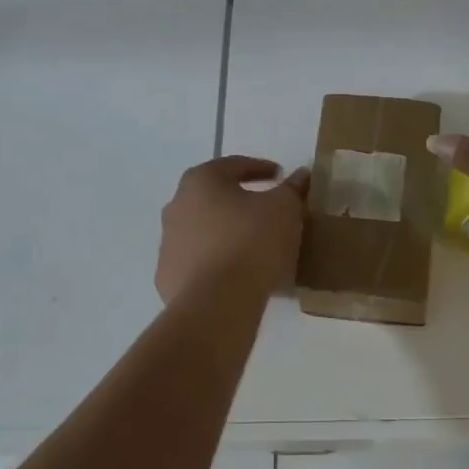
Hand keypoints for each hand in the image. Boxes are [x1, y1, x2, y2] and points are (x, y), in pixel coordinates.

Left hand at [156, 156, 309, 304]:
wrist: (217, 302)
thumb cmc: (252, 242)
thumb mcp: (284, 209)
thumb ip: (292, 189)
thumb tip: (300, 175)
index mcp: (202, 181)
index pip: (234, 165)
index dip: (261, 168)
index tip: (280, 175)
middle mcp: (177, 205)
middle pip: (214, 197)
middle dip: (239, 200)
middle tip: (265, 209)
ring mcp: (168, 243)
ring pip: (203, 230)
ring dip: (226, 232)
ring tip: (254, 245)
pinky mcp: (168, 276)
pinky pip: (198, 261)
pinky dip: (216, 262)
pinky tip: (236, 273)